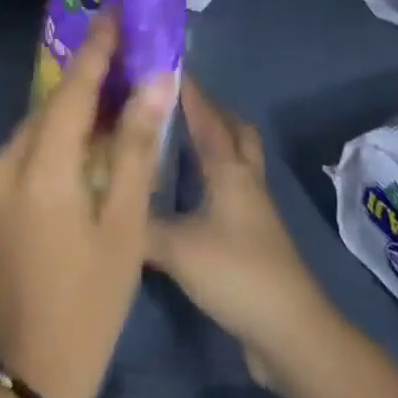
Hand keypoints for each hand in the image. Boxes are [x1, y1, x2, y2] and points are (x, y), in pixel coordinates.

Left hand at [0, 16, 176, 397]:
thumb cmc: (92, 299)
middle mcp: (0, 165)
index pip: (72, 90)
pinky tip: (76, 156)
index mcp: (39, 170)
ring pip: (34, 131)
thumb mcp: (126, 224)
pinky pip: (19, 155)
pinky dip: (49, 145)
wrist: (31, 375)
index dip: (96, 49)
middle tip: (125, 65)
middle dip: (87, 86)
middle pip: (50, 108)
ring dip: (68, 118)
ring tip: (108, 112)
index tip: (114, 12)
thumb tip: (156, 81)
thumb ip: (136, 145)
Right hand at [147, 82, 328, 384]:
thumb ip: (140, 224)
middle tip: (175, 103)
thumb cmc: (236, 273)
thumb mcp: (177, 248)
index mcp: (229, 168)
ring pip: (236, 158)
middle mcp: (244, 178)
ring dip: (213, 142)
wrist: (289, 330)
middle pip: (234, 129)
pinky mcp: (252, 235)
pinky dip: (212, 177)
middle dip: (209, 110)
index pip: (206, 117)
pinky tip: (186, 193)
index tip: (166, 66)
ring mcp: (253, 207)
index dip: (188, 91)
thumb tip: (108, 204)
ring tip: (177, 140)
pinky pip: (231, 188)